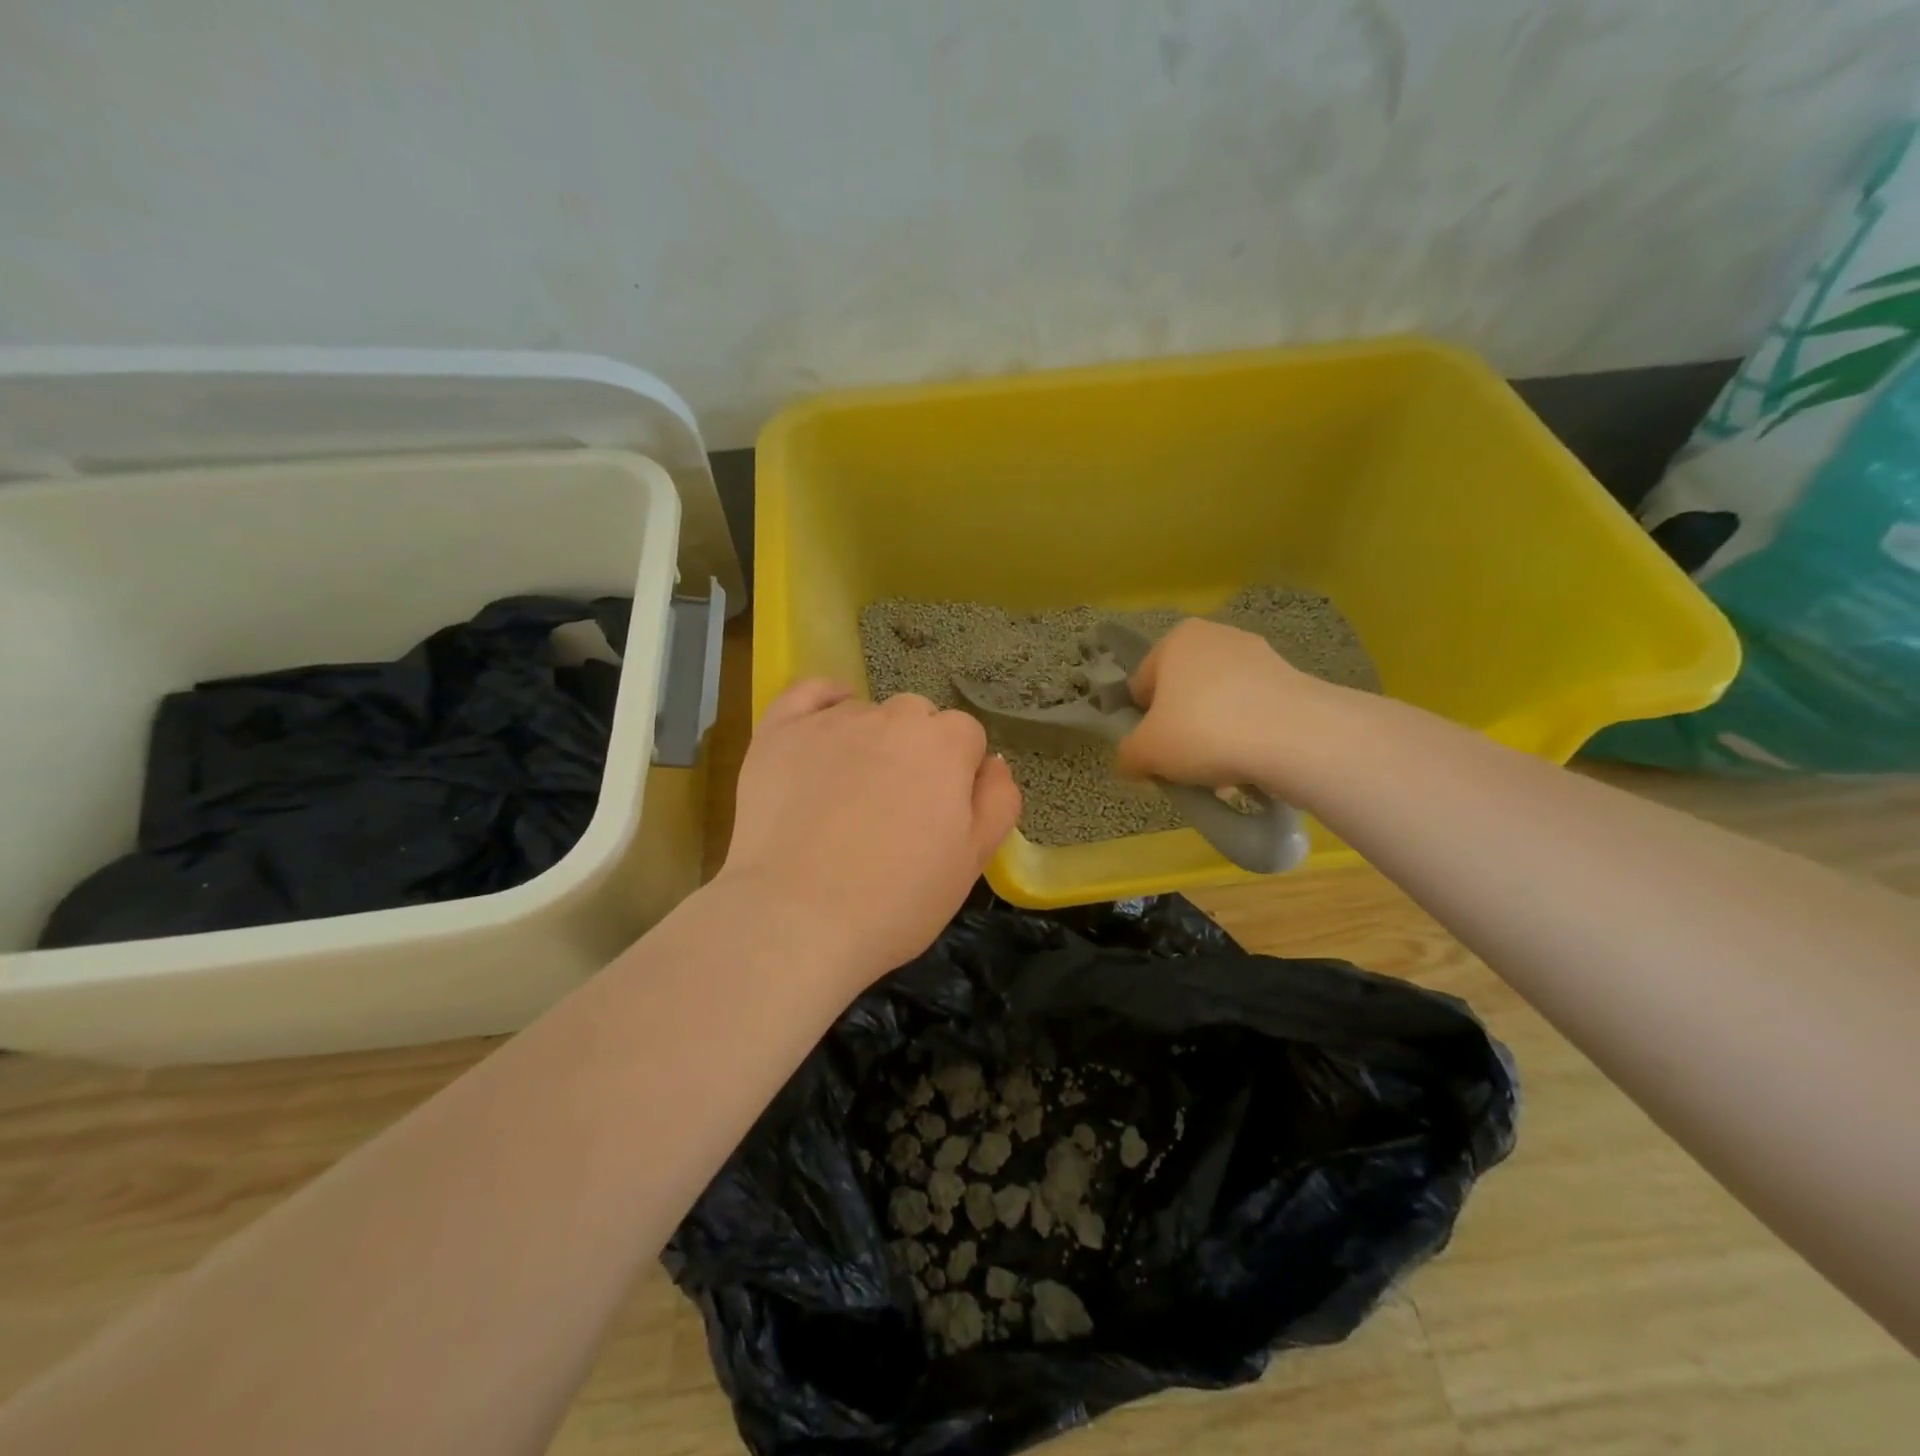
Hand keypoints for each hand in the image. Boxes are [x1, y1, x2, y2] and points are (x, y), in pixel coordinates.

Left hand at [719, 681, 1021, 990]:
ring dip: (870, 741)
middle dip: (917, 752)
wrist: (795, 920)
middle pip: (918, 718)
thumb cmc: (895, 901)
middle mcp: (891, 717)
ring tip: (848, 796)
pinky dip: (823, 702)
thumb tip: (993, 763)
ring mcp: (831, 721)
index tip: (940, 814)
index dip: (958, 774)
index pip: (966, 736)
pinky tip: (824, 729)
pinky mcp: (779, 731)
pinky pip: (809, 693)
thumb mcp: (972, 861)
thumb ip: (997, 801)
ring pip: (866, 712)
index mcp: (945, 744)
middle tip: (897, 808)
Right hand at [1116, 618, 1340, 794]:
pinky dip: (1248, 737)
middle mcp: (1217, 637)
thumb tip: (1131, 762)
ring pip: (1220, 705)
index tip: (1153, 753)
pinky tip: (1251, 768)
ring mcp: (1260, 656)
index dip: (1142, 724)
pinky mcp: (1293, 681)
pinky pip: (1255, 713)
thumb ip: (1127, 755)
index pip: (1142, 685)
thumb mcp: (1146, 752)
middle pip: (1184, 694)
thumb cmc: (1203, 731)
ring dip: (1215, 736)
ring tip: (1221, 775)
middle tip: (1185, 766)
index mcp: (1176, 640)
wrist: (1293, 737)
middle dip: (1182, 730)